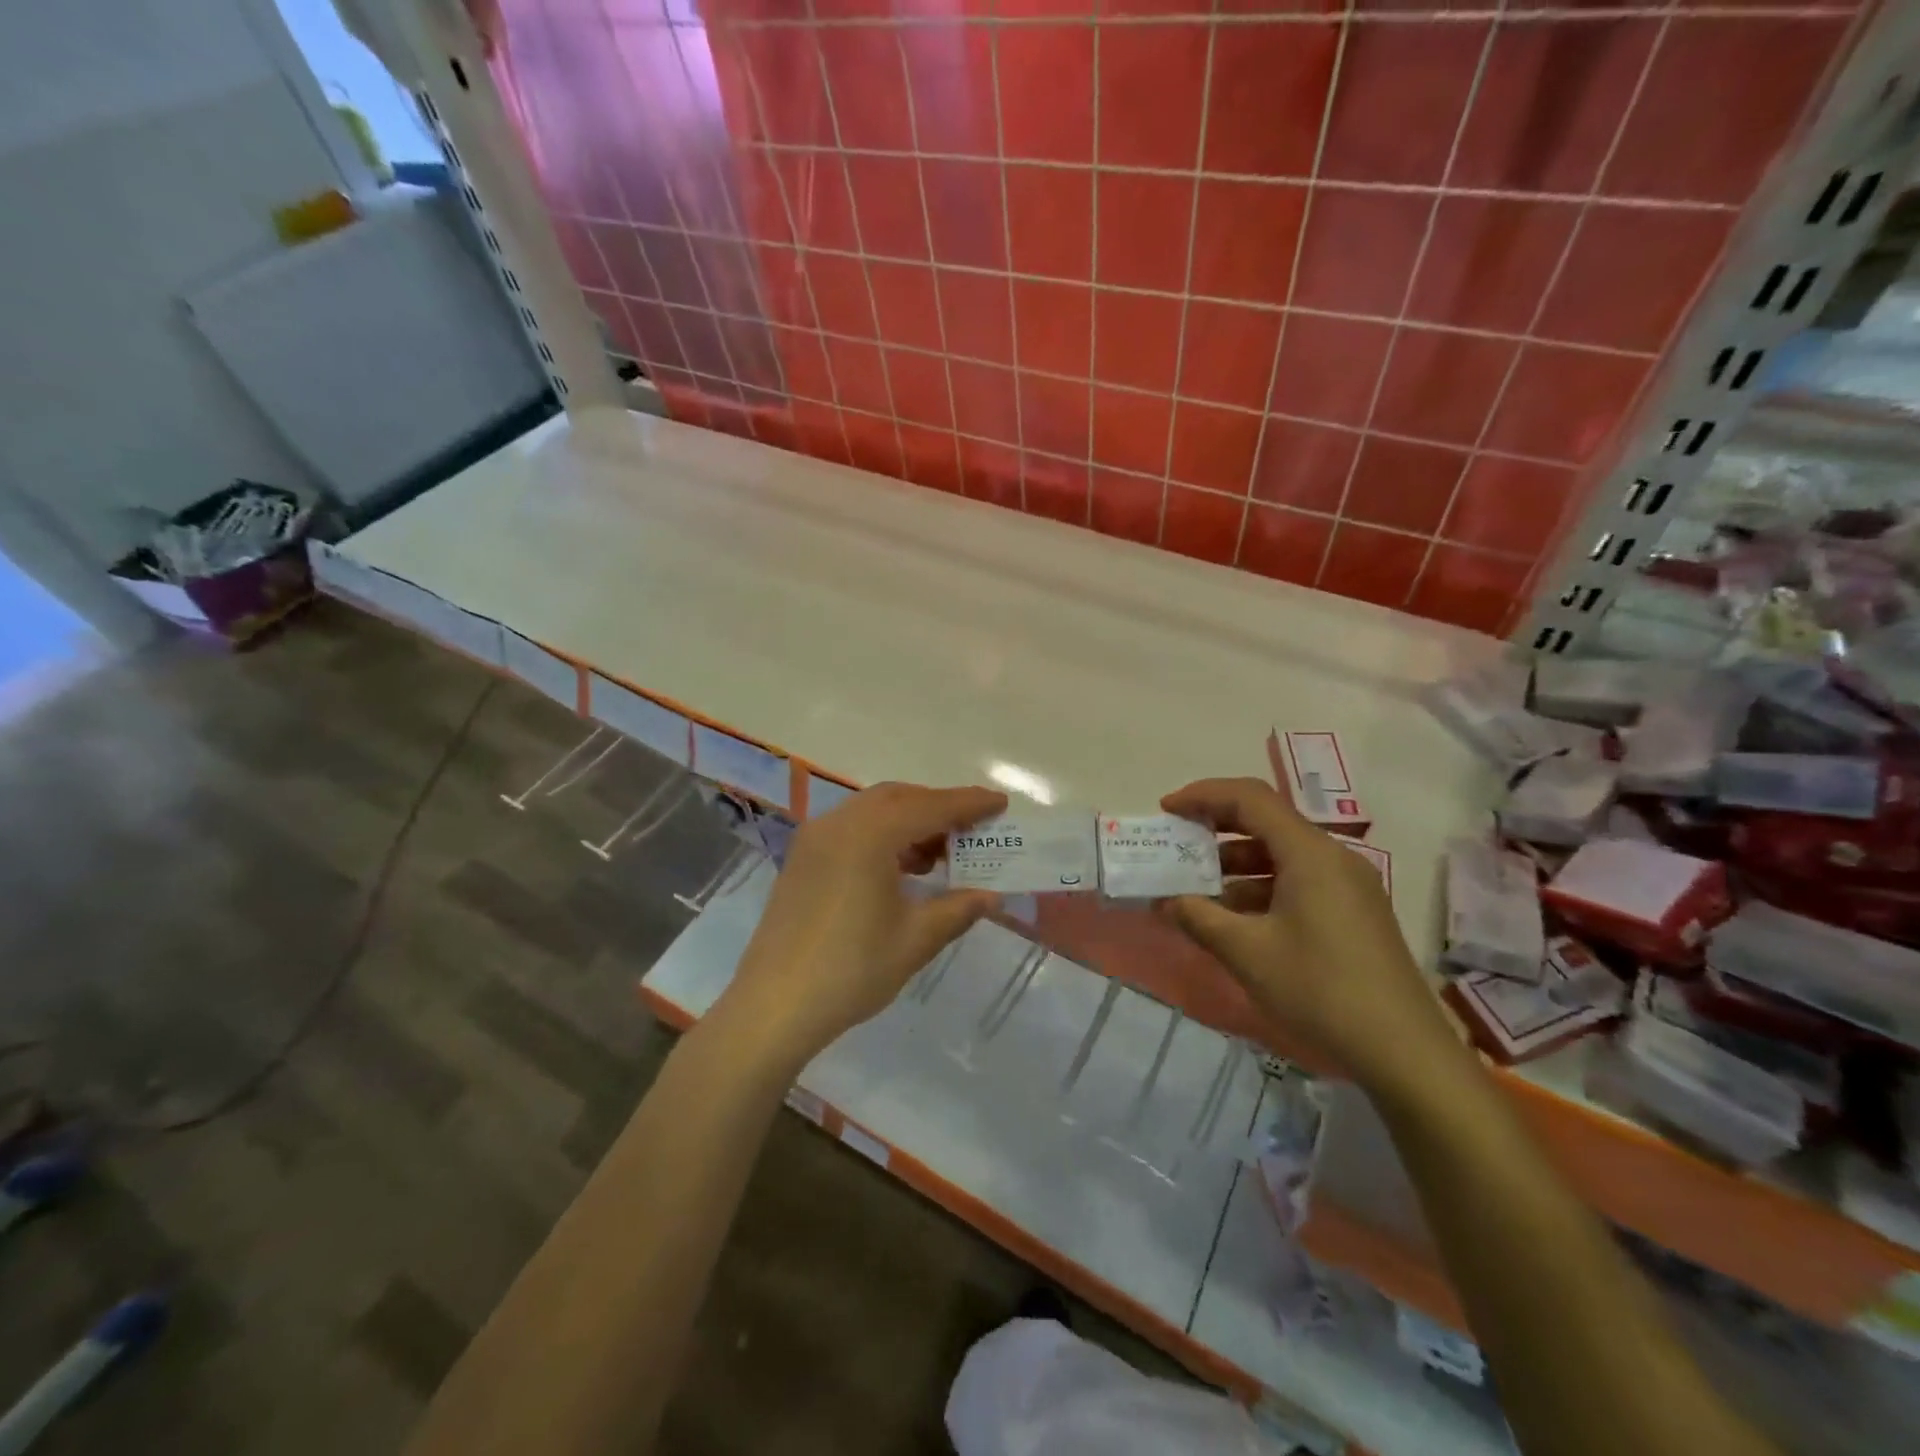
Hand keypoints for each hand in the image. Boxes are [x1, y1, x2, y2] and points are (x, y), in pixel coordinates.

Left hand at [713, 783, 1006, 1066]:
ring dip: (910, 821)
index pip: (930, 807)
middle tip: (972, 829)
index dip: (969, 804)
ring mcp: (815, 839)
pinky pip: (852, 829)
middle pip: (899, 798)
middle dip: (938, 808)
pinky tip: (902, 868)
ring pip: (873, 811)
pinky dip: (883, 835)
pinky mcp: (802, 859)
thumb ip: (958, 908)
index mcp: (869, 834)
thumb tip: (991, 895)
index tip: (1000, 803)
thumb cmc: (851, 970)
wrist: (773, 1006)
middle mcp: (839, 823)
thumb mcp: (915, 939)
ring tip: (941, 854)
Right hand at [1157, 778, 1459, 1091]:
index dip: (1203, 796)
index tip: (1167, 811)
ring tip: (1196, 890)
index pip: (1250, 798)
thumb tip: (1165, 900)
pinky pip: (1297, 880)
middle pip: (1266, 821)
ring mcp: (1348, 885)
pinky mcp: (1353, 912)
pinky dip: (1260, 888)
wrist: (1404, 1052)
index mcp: (1310, 853)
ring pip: (1281, 855)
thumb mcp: (1247, 952)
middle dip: (1216, 828)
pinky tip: (1234, 919)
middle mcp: (1332, 857)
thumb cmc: (1320, 990)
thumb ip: (1198, 917)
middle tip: (1177, 845)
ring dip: (1235, 865)